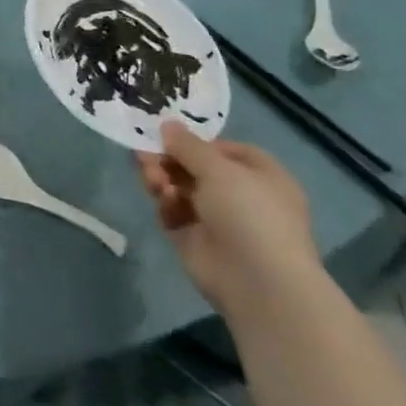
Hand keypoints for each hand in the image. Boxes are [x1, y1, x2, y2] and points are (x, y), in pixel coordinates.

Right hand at [138, 122, 320, 314]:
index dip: (196, 141)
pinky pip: (174, 213)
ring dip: (162, 179)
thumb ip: (188, 145)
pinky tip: (164, 203)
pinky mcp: (195, 240)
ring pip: (180, 189)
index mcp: (260, 176)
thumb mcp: (219, 168)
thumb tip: (167, 124)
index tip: (169, 136)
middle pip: (195, 168)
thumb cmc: (249, 212)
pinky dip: (166, 205)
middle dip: (169, 159)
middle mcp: (240, 195)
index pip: (224, 150)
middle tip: (145, 155)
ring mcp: (217, 219)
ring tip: (151, 177)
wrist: (257, 281)